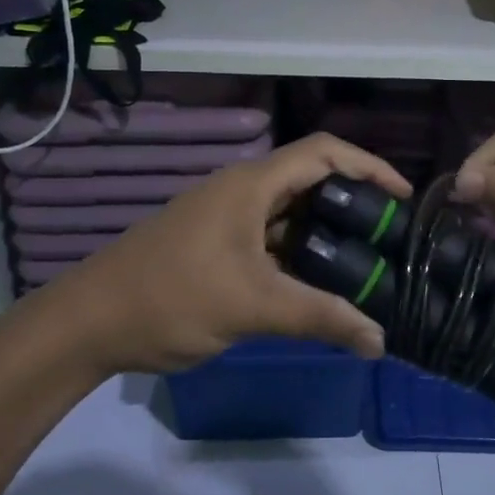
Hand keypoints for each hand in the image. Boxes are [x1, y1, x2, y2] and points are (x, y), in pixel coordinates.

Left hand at [45, 133, 411, 373]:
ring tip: (368, 264)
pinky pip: (271, 241)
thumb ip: (320, 318)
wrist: (90, 322)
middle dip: (354, 204)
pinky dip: (300, 256)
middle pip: (311, 181)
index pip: (324, 152)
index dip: (370, 166)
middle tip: (392, 239)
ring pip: (291, 215)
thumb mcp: (253, 306)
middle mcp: (241, 191)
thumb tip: (380, 342)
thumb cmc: (172, 297)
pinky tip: (320, 287)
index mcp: (251, 185)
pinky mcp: (216, 246)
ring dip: (327, 234)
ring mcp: (226, 219)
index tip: (404, 198)